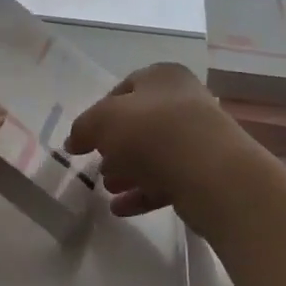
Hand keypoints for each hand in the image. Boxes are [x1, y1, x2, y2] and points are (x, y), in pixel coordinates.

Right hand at [65, 63, 258, 236]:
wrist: (211, 172)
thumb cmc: (152, 131)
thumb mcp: (103, 120)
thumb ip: (83, 128)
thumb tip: (74, 141)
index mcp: (162, 76)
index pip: (124, 88)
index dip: (100, 112)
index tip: (85, 137)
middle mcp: (184, 101)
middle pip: (140, 123)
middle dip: (115, 145)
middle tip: (97, 164)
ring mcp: (197, 138)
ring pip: (154, 153)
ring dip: (128, 170)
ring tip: (107, 187)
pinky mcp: (204, 172)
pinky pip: (167, 180)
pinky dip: (142, 192)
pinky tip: (120, 209)